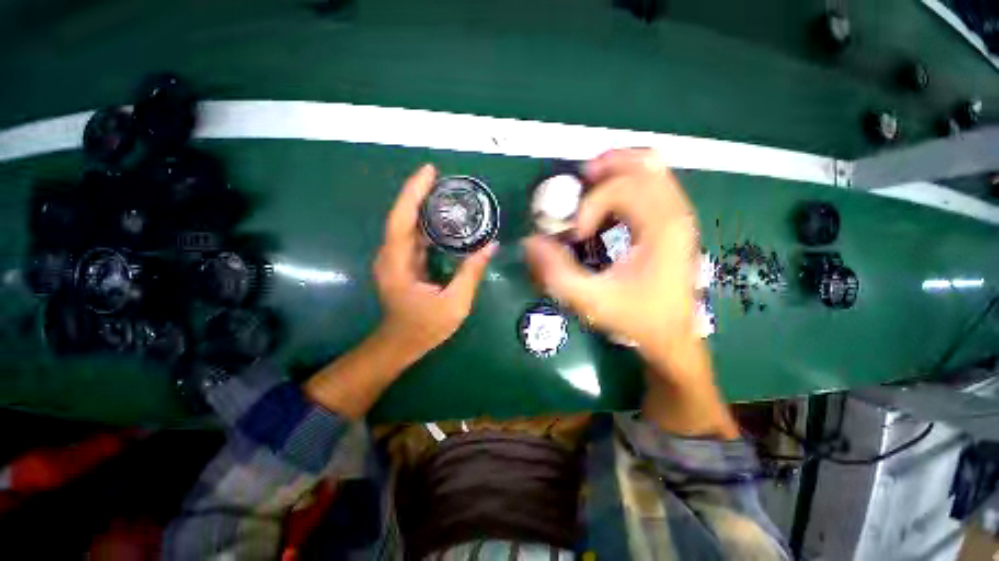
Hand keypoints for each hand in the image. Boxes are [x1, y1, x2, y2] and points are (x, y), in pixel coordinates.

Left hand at [373, 164, 497, 357]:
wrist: (401, 344)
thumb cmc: (425, 327)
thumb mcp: (455, 303)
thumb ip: (471, 273)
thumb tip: (490, 245)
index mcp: (398, 264)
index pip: (402, 219)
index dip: (413, 193)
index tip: (429, 171)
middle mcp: (391, 256)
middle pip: (403, 216)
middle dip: (420, 193)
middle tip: (443, 178)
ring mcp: (395, 259)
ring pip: (407, 225)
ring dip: (424, 207)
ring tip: (446, 193)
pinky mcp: (403, 263)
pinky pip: (414, 237)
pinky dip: (427, 224)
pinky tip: (444, 220)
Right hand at [525, 149, 736, 436]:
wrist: (672, 337)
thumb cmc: (635, 318)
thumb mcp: (590, 300)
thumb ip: (556, 272)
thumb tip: (531, 242)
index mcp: (661, 228)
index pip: (621, 189)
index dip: (590, 206)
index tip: (575, 234)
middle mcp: (676, 214)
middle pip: (642, 164)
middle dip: (605, 168)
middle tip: (578, 182)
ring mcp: (678, 216)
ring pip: (652, 169)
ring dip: (617, 168)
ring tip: (590, 181)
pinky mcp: (674, 223)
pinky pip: (653, 184)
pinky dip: (628, 180)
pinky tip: (608, 199)